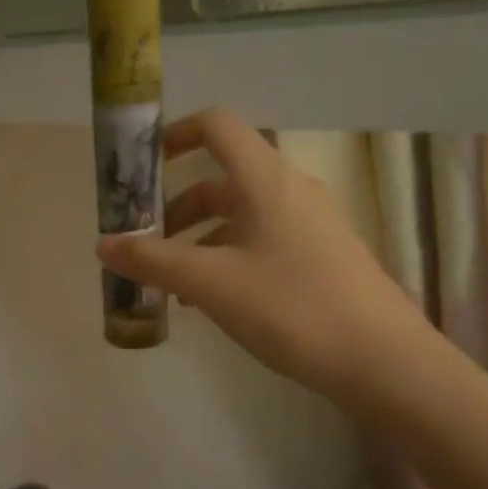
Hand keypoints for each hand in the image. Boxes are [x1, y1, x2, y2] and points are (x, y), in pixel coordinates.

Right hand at [96, 109, 426, 403]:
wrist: (384, 362)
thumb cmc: (291, 307)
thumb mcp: (209, 283)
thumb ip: (151, 260)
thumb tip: (102, 244)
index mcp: (265, 179)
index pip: (216, 126)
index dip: (175, 134)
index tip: (142, 165)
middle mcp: (291, 190)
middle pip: (222, 179)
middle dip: (177, 208)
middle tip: (146, 242)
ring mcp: (312, 223)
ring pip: (241, 215)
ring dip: (200, 239)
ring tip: (172, 283)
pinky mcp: (323, 255)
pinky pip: (263, 240)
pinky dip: (228, 257)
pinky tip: (212, 301)